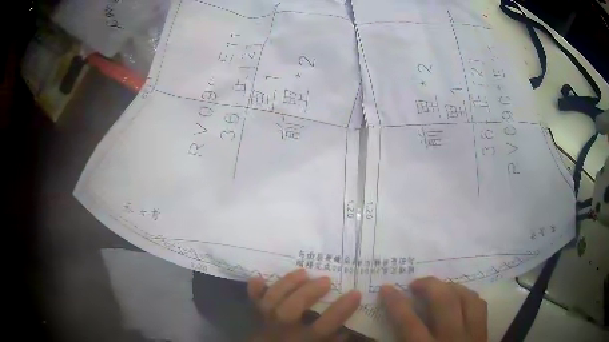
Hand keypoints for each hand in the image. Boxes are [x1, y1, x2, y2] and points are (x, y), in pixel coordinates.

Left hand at [248, 269, 360, 341]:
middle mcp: (284, 330)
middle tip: (325, 279)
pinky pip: (253, 303)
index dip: (340, 309)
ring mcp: (267, 322)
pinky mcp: (257, 317)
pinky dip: (255, 291)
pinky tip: (259, 277)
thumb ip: (333, 339)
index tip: (355, 293)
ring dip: (287, 284)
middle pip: (292, 308)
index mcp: (304, 339)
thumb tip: (348, 326)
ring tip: (303, 272)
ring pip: (272, 301)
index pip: (325, 324)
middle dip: (308, 292)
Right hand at [380, 277, 487, 341]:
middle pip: (444, 303)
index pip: (409, 323)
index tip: (386, 288)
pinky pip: (480, 305)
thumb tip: (382, 333)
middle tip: (415, 283)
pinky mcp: (484, 333)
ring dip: (450, 287)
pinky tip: (459, 297)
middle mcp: (452, 340)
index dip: (396, 303)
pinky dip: (468, 296)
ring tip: (438, 287)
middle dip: (428, 286)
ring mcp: (473, 335)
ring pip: (467, 298)